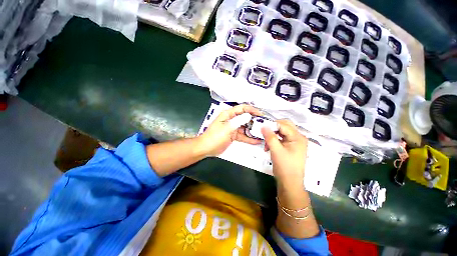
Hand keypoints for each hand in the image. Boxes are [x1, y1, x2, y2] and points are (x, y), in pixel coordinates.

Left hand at [199, 104, 262, 156]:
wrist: (206, 148)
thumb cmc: (215, 137)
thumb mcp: (227, 128)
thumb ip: (238, 121)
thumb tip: (249, 115)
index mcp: (228, 114)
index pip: (242, 108)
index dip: (252, 110)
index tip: (260, 114)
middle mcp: (231, 119)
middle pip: (245, 117)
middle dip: (254, 120)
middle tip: (264, 124)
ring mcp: (233, 128)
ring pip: (245, 127)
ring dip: (253, 130)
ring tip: (263, 132)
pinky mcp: (234, 135)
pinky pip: (243, 135)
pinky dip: (249, 138)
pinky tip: (257, 141)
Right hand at [261, 120, 307, 187]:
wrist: (290, 183)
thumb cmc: (284, 166)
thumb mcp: (276, 150)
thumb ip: (270, 137)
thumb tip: (263, 126)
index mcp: (298, 137)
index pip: (283, 125)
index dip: (272, 124)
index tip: (261, 127)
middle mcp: (298, 137)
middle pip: (284, 126)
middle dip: (273, 129)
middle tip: (264, 133)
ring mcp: (295, 142)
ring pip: (282, 132)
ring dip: (273, 135)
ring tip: (266, 144)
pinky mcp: (291, 147)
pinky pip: (282, 139)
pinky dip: (274, 140)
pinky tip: (268, 147)